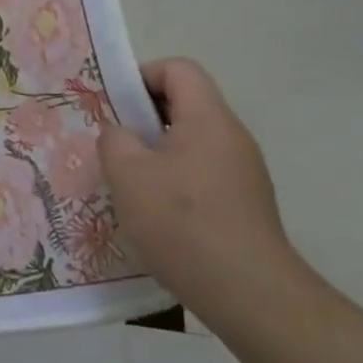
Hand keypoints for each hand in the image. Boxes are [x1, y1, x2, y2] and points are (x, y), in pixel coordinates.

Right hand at [97, 58, 298, 329]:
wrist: (249, 293)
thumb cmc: (182, 222)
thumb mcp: (128, 174)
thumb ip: (114, 140)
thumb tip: (120, 134)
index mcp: (208, 119)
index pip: (179, 69)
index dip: (142, 76)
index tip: (115, 106)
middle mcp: (232, 137)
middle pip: (186, 104)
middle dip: (144, 117)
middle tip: (114, 144)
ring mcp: (244, 172)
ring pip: (192, 142)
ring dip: (157, 152)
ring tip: (129, 183)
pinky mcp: (245, 204)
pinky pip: (203, 173)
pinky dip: (175, 180)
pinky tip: (156, 214)